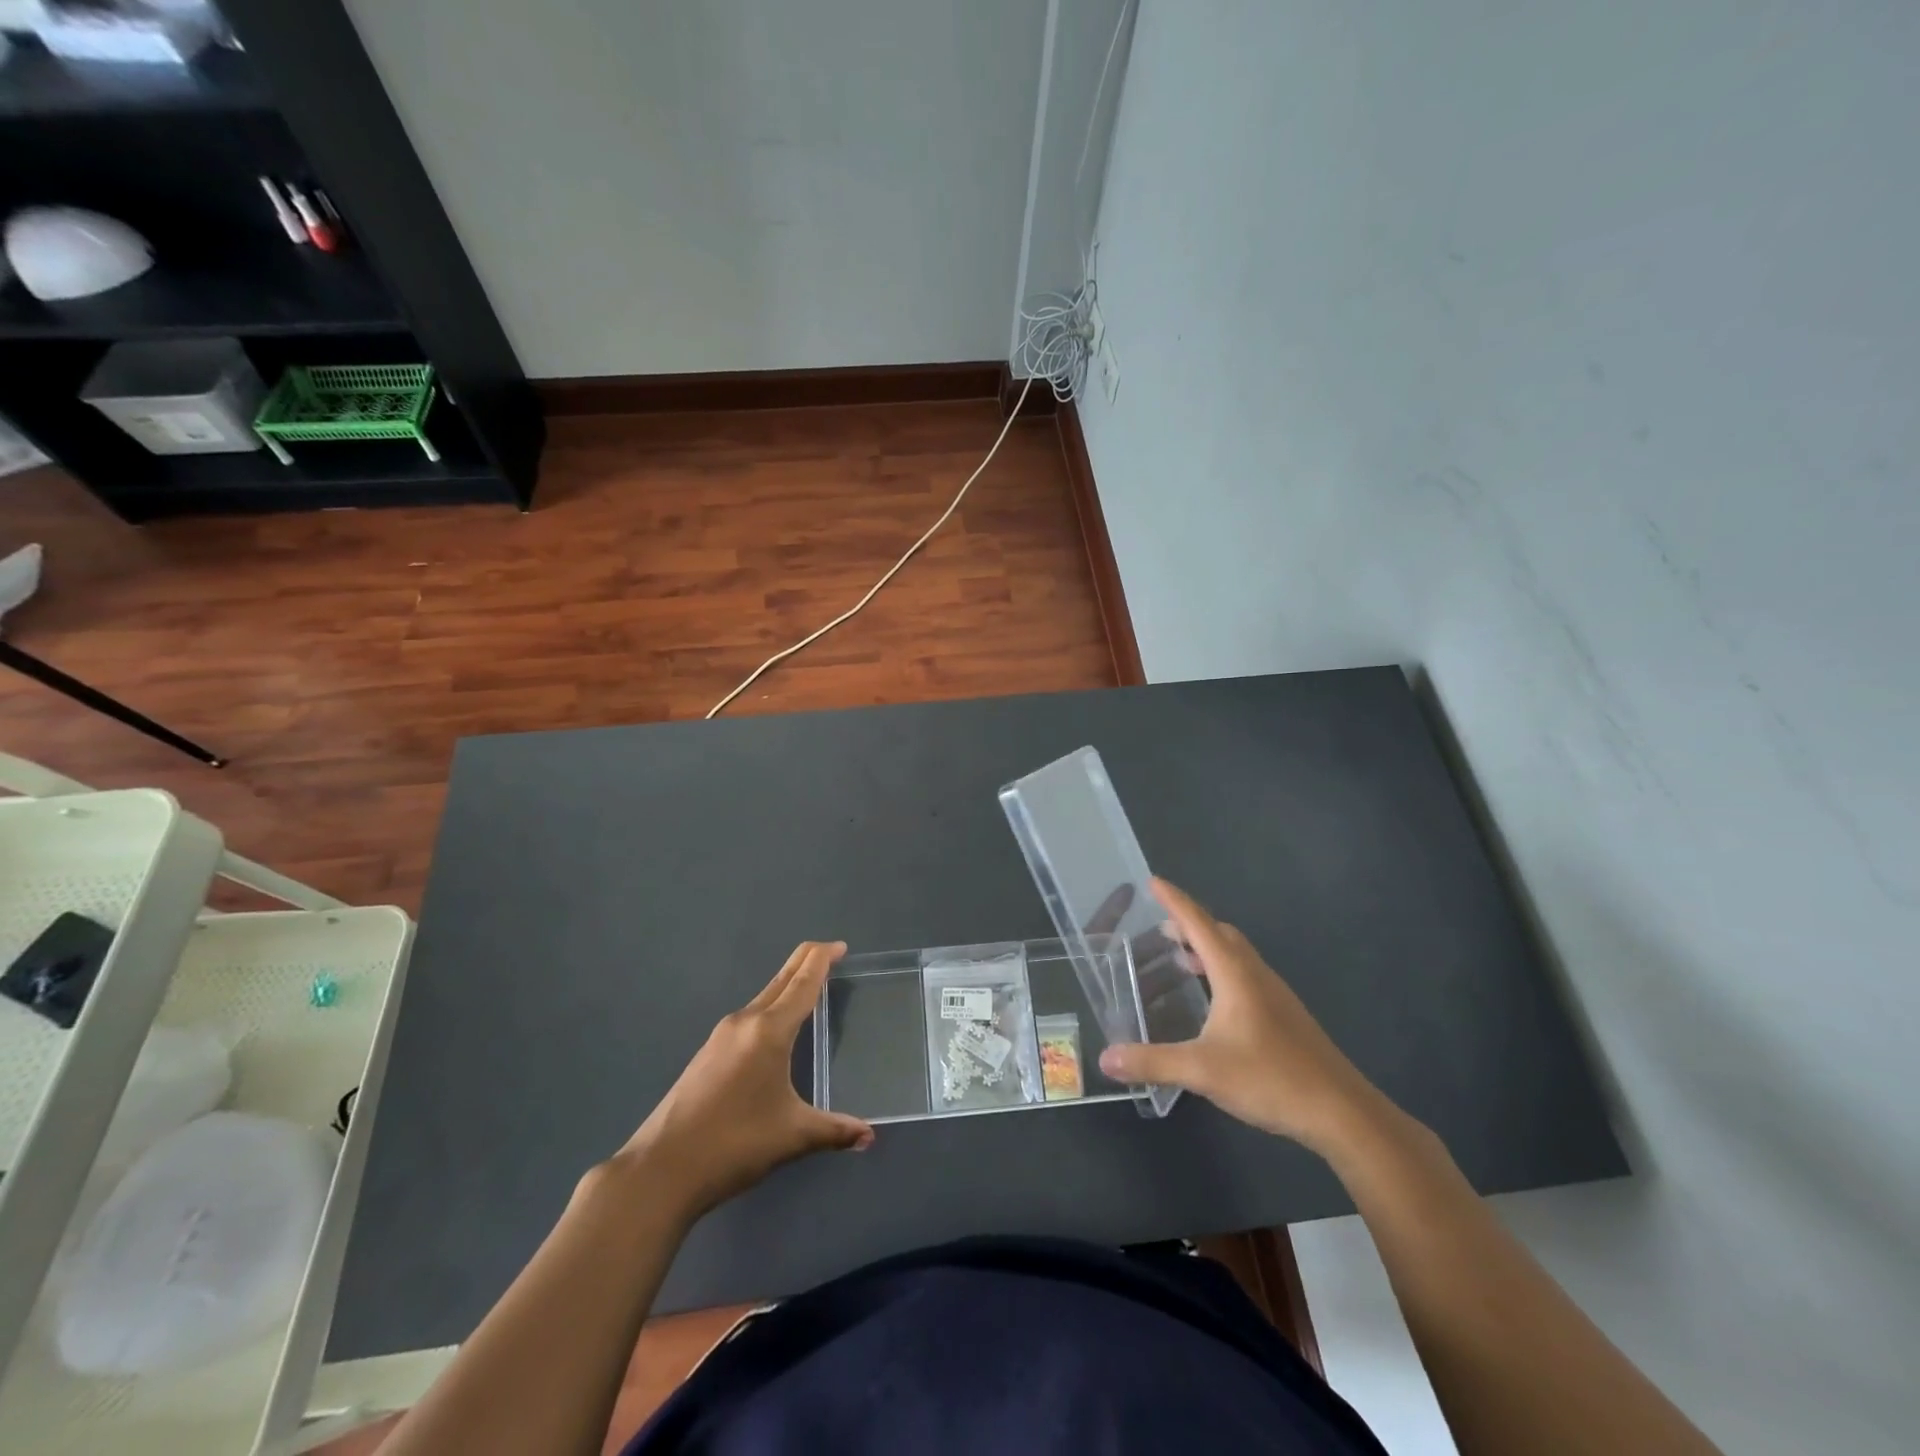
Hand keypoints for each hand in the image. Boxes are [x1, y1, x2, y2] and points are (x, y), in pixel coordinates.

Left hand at [619, 941, 872, 1220]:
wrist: (660, 1170)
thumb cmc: (734, 1144)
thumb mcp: (792, 1136)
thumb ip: (835, 1130)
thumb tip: (869, 1136)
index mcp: (769, 1030)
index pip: (803, 982)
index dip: (823, 959)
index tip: (841, 946)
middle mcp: (745, 1022)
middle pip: (781, 979)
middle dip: (806, 962)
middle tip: (831, 955)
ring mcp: (721, 1036)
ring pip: (763, 997)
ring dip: (787, 987)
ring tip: (810, 992)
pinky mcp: (707, 1054)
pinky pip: (749, 1018)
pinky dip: (770, 1009)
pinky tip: (775, 1032)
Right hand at [1097, 879, 1389, 1156]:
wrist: (1342, 1112)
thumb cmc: (1271, 1079)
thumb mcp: (1202, 1071)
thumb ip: (1152, 1062)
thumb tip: (1106, 1059)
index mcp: (1235, 973)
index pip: (1199, 924)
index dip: (1174, 901)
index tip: (1153, 880)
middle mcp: (1255, 974)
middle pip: (1220, 933)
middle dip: (1190, 923)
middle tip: (1161, 928)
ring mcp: (1275, 994)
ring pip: (1236, 954)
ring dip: (1208, 947)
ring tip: (1181, 959)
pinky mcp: (1285, 1015)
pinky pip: (1246, 974)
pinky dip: (1222, 971)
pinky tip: (1213, 1002)